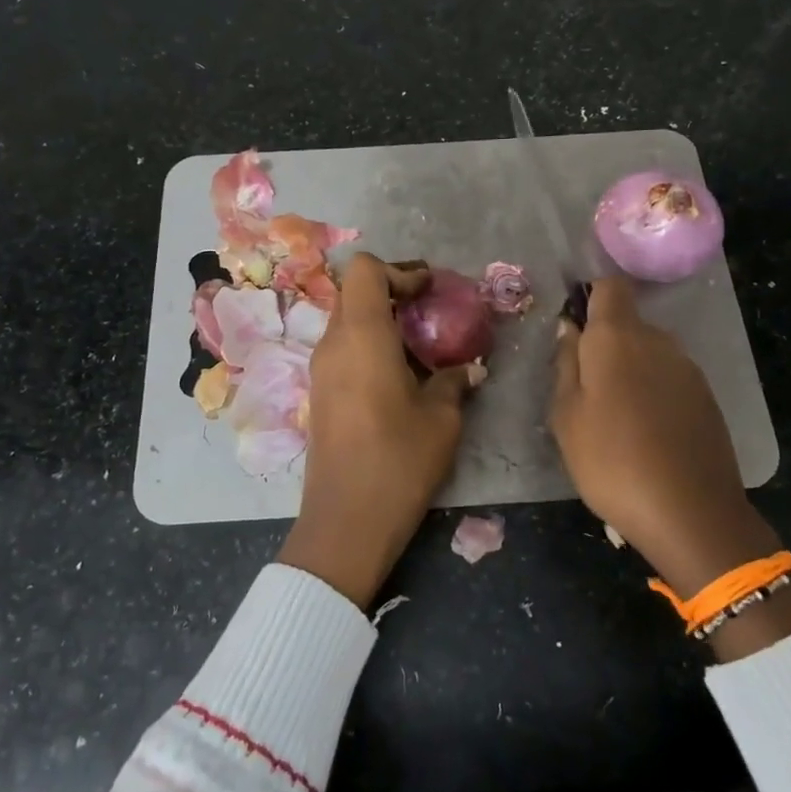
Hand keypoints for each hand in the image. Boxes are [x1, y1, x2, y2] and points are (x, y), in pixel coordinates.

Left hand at [277, 253, 475, 608]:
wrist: (346, 521)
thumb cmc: (398, 461)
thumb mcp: (442, 419)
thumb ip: (455, 381)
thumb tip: (470, 369)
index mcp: (361, 336)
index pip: (365, 270)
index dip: (399, 271)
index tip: (430, 291)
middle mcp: (333, 344)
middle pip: (355, 293)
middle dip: (394, 292)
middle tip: (431, 311)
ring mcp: (320, 369)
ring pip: (348, 322)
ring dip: (382, 322)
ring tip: (422, 347)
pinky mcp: (320, 394)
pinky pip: (343, 350)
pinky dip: (371, 346)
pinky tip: (401, 377)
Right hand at [551, 276, 790, 657]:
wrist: (690, 513)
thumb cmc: (611, 460)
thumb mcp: (566, 415)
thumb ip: (566, 364)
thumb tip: (569, 328)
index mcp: (618, 338)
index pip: (610, 287)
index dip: (590, 297)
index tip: (574, 329)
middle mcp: (658, 341)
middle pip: (628, 323)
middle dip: (605, 345)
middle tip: (584, 389)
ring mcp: (688, 369)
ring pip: (649, 353)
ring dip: (630, 371)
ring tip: (614, 419)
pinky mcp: (707, 398)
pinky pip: (670, 379)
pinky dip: (653, 393)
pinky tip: (645, 434)